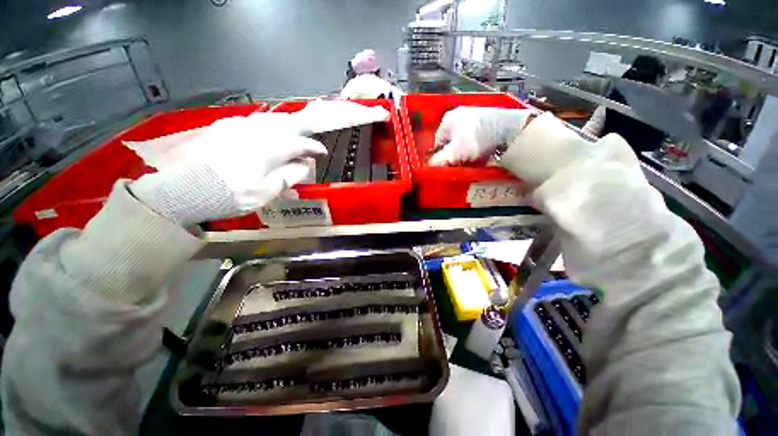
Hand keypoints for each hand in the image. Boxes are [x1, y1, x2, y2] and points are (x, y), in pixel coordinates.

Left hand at [131, 113, 326, 226]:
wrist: (182, 188)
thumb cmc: (229, 194)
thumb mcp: (265, 192)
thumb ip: (288, 176)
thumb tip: (304, 164)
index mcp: (268, 149)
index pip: (299, 143)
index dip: (313, 147)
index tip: (322, 152)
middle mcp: (255, 132)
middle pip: (285, 124)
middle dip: (302, 129)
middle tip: (310, 136)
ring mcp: (237, 127)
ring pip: (268, 119)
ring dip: (285, 124)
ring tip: (292, 131)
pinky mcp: (223, 128)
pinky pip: (252, 120)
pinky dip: (266, 124)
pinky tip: (265, 130)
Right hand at [428, 107, 534, 166]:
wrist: (508, 130)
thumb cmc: (474, 140)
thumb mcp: (454, 153)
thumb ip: (439, 160)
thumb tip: (429, 166)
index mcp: (447, 120)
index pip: (437, 141)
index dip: (439, 155)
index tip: (445, 166)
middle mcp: (459, 115)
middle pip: (451, 141)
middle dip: (453, 154)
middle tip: (459, 164)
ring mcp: (474, 116)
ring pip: (464, 140)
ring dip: (465, 152)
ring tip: (471, 161)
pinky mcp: (487, 120)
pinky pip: (475, 137)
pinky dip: (476, 146)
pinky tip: (481, 154)